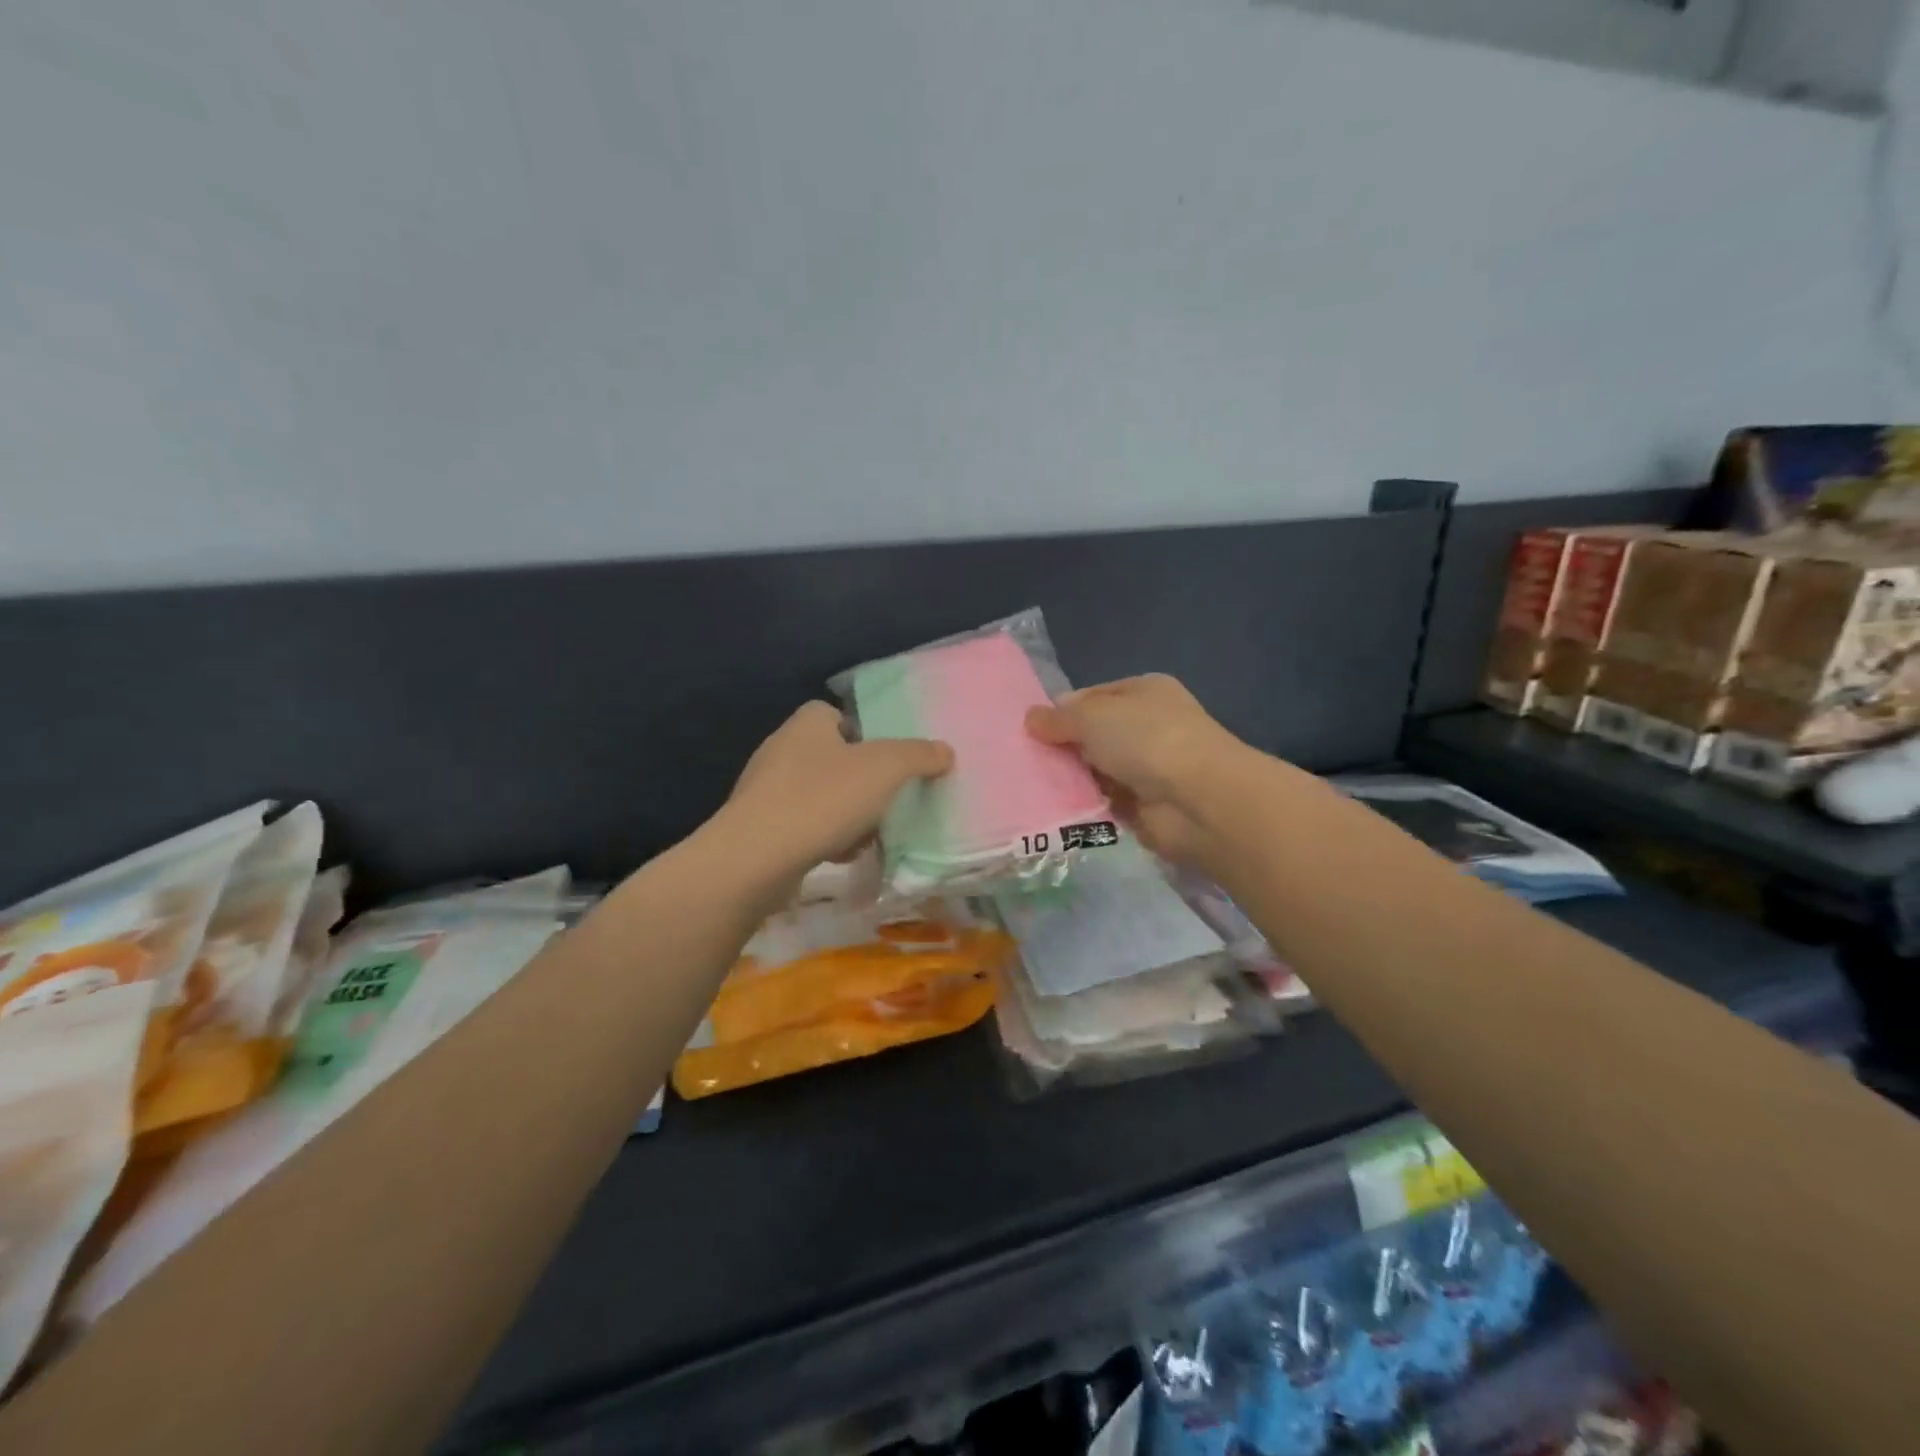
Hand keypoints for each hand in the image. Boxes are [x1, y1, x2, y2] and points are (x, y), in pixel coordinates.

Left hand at [720, 701, 952, 883]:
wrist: (756, 858)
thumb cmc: (823, 798)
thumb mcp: (886, 769)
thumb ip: (919, 755)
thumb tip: (945, 751)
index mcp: (807, 723)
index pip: (836, 714)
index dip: (864, 733)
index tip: (887, 760)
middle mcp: (781, 748)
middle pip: (834, 758)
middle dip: (862, 782)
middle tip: (885, 801)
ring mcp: (766, 790)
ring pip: (821, 795)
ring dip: (847, 815)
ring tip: (867, 835)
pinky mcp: (759, 827)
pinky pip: (803, 825)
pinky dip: (825, 838)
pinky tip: (840, 855)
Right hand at [1025, 675, 1244, 862]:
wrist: (1197, 800)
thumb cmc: (1146, 739)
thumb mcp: (1092, 716)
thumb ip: (1058, 718)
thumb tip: (1031, 719)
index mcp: (1144, 691)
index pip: (1094, 696)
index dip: (1063, 710)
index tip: (1030, 729)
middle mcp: (1149, 726)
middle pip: (1094, 735)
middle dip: (1064, 747)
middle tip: (1025, 760)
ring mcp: (1150, 767)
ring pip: (1097, 770)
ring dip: (1072, 779)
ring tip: (1032, 786)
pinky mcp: (1146, 806)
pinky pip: (1105, 802)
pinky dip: (1085, 806)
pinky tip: (1056, 809)